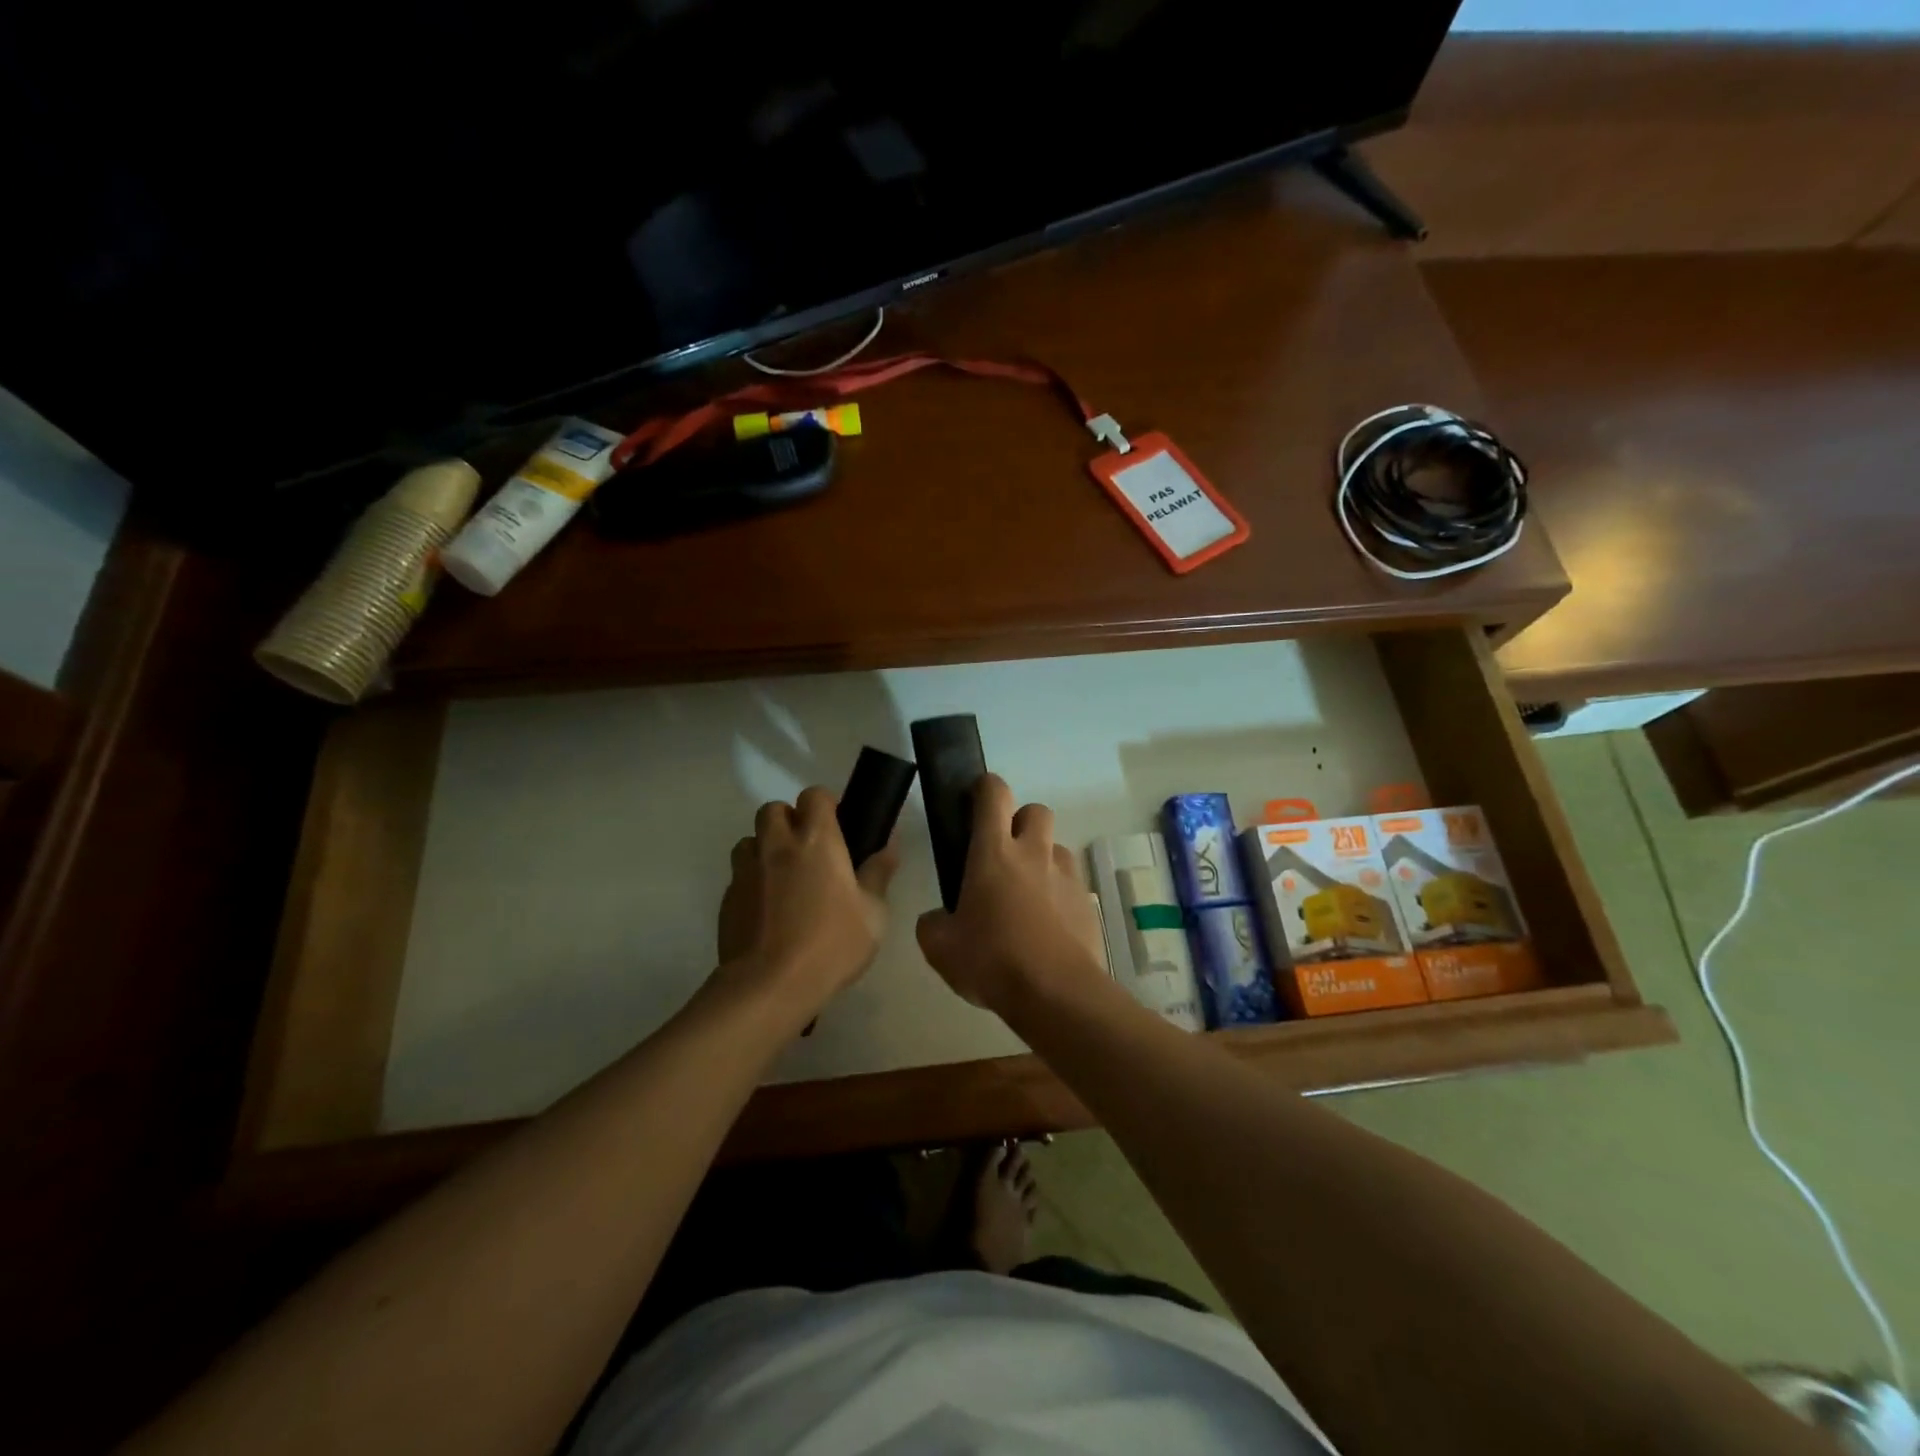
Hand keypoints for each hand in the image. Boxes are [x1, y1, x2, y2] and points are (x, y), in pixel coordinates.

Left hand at [716, 787, 897, 1014]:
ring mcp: (746, 871)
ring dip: (766, 848)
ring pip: (750, 840)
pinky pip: (740, 875)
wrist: (769, 986)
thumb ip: (879, 873)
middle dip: (789, 820)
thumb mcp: (873, 913)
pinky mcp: (727, 899)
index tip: (838, 826)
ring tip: (784, 878)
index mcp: (816, 840)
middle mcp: (777, 845)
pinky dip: (754, 881)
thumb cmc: (831, 944)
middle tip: (809, 850)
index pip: (814, 795)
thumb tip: (889, 845)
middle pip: (773, 809)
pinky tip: (769, 910)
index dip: (826, 804)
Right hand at [915, 774, 1105, 1014]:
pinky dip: (1059, 893)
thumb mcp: (941, 948)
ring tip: (1027, 894)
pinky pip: (1071, 883)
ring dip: (1041, 858)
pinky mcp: (1087, 902)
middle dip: (1020, 821)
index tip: (973, 801)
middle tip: (1003, 853)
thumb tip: (938, 919)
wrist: (1056, 994)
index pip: (994, 794)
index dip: (984, 788)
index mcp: (994, 853)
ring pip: (1056, 847)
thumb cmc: (992, 962)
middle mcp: (1034, 853)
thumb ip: (933, 924)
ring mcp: (1067, 875)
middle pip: (1035, 810)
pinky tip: (1048, 925)